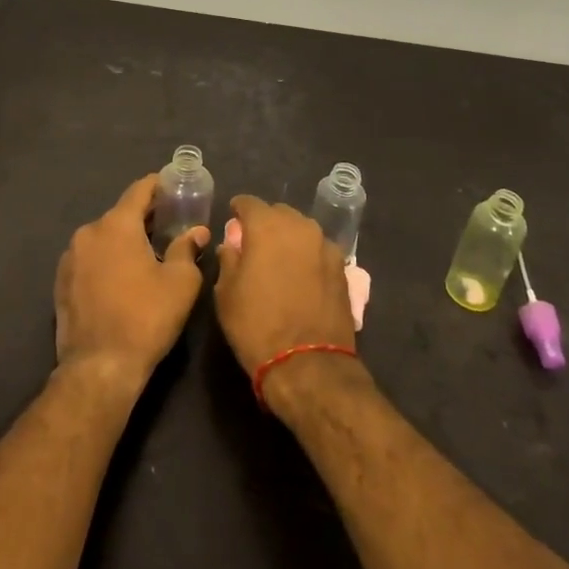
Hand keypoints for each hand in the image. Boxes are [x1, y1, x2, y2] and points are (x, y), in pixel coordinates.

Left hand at [54, 176, 204, 391]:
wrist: (99, 367)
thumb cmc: (146, 318)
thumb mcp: (180, 282)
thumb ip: (187, 249)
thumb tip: (197, 232)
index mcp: (116, 225)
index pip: (139, 191)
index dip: (159, 185)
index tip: (174, 186)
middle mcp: (88, 233)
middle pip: (121, 214)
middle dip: (145, 217)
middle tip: (170, 224)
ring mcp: (70, 258)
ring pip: (104, 238)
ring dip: (124, 240)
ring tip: (147, 254)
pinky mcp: (61, 282)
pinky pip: (90, 259)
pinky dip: (107, 259)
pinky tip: (122, 279)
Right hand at [213, 195, 358, 381]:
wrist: (308, 365)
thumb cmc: (257, 325)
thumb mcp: (226, 293)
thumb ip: (228, 259)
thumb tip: (232, 246)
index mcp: (267, 226)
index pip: (249, 203)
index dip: (238, 211)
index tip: (232, 221)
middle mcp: (300, 227)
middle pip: (279, 213)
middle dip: (265, 223)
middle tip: (254, 244)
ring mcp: (325, 246)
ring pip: (302, 230)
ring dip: (289, 239)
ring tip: (279, 261)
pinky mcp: (343, 269)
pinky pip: (318, 251)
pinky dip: (307, 256)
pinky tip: (301, 276)